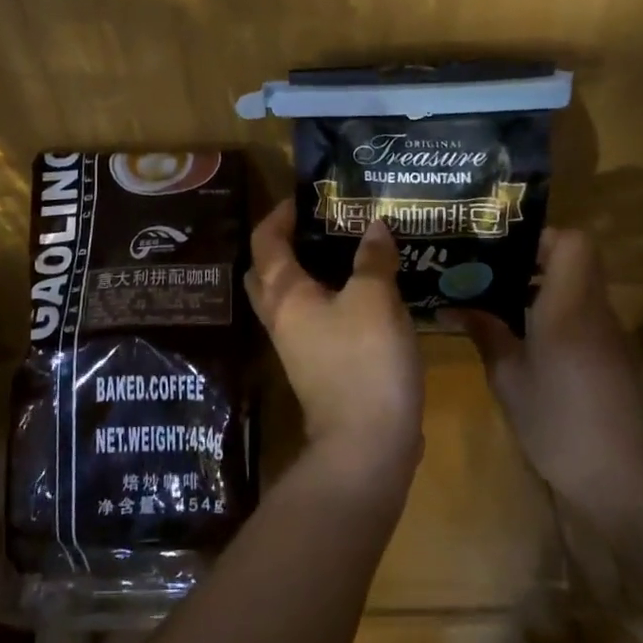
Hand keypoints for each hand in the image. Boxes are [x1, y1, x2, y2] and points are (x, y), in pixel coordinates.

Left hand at [245, 200, 424, 484]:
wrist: (367, 445)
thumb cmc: (364, 361)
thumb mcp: (376, 300)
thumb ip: (373, 259)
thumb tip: (373, 225)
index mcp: (285, 295)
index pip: (266, 241)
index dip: (280, 214)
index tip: (305, 198)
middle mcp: (281, 318)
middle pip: (267, 272)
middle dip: (285, 244)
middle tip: (320, 225)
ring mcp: (296, 346)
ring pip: (290, 298)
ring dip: (308, 273)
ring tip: (345, 252)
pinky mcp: (317, 367)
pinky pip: (314, 320)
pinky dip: (328, 300)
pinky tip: (363, 293)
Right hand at [440, 229, 642, 535]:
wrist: (621, 480)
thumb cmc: (557, 422)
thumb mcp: (508, 378)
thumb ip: (485, 333)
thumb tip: (453, 307)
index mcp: (569, 307)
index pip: (573, 242)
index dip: (540, 237)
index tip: (504, 251)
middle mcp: (596, 311)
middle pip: (576, 261)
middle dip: (534, 260)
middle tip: (492, 274)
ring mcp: (611, 335)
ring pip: (580, 288)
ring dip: (544, 289)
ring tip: (501, 306)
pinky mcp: (615, 358)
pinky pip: (585, 316)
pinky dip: (557, 315)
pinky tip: (528, 342)